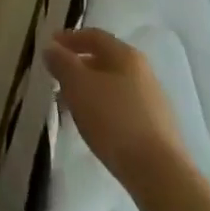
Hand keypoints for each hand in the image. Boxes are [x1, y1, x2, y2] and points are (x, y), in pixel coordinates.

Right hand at [45, 27, 187, 189]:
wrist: (160, 175)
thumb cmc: (114, 120)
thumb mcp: (78, 85)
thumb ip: (61, 62)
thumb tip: (51, 48)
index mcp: (126, 55)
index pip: (94, 36)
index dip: (69, 38)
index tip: (49, 47)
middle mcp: (143, 72)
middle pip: (105, 61)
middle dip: (78, 67)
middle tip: (57, 78)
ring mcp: (153, 102)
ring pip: (113, 87)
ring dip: (90, 90)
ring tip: (70, 106)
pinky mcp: (157, 130)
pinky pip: (123, 109)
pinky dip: (104, 110)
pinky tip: (94, 127)